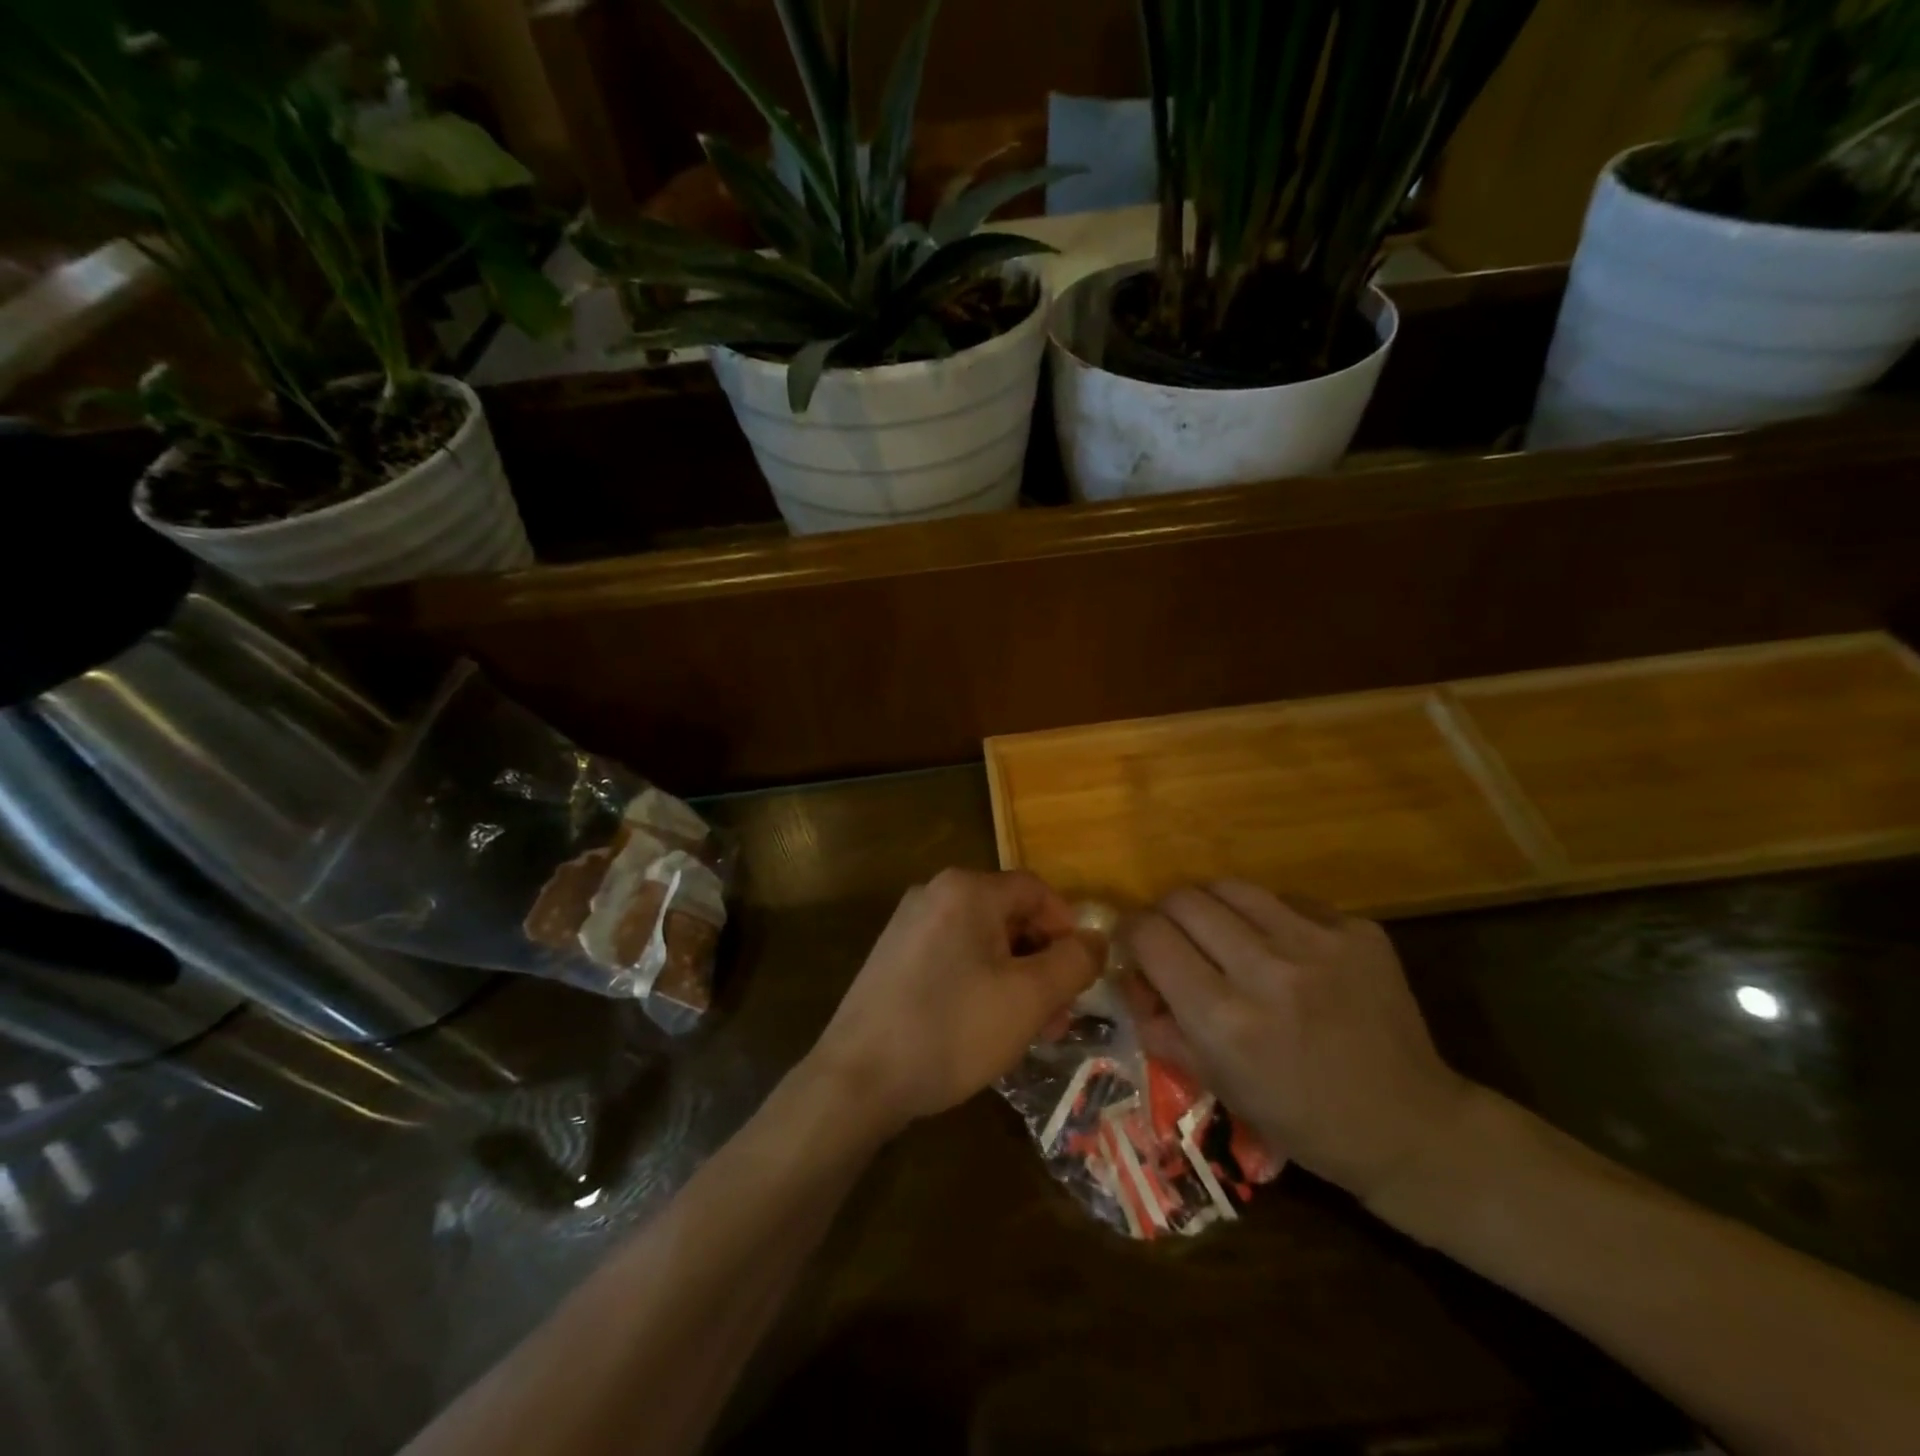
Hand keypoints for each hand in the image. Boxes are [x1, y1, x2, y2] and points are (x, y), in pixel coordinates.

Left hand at [809, 869, 1101, 1131]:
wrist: (857, 1078)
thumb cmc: (951, 1030)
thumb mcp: (1028, 999)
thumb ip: (1073, 963)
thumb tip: (1097, 940)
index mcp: (966, 889)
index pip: (1036, 891)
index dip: (1068, 929)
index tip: (1081, 977)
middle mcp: (934, 893)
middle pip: (1009, 915)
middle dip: (1042, 962)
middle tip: (1058, 1015)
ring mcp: (908, 924)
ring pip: (982, 941)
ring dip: (1015, 978)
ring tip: (1028, 1030)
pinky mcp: (893, 956)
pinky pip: (953, 956)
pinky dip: (981, 982)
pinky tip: (985, 1026)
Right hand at [1125, 881, 1474, 1204]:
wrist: (1411, 1125)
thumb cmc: (1301, 1119)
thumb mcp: (1216, 1084)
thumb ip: (1160, 1024)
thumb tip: (1131, 975)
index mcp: (1224, 1019)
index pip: (1150, 936)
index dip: (1130, 931)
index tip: (1135, 942)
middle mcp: (1267, 970)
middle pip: (1185, 899)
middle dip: (1166, 913)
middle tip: (1175, 936)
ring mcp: (1318, 943)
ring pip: (1232, 887)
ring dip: (1213, 907)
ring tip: (1223, 933)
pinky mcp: (1358, 930)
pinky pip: (1288, 900)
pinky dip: (1269, 918)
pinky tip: (1283, 948)